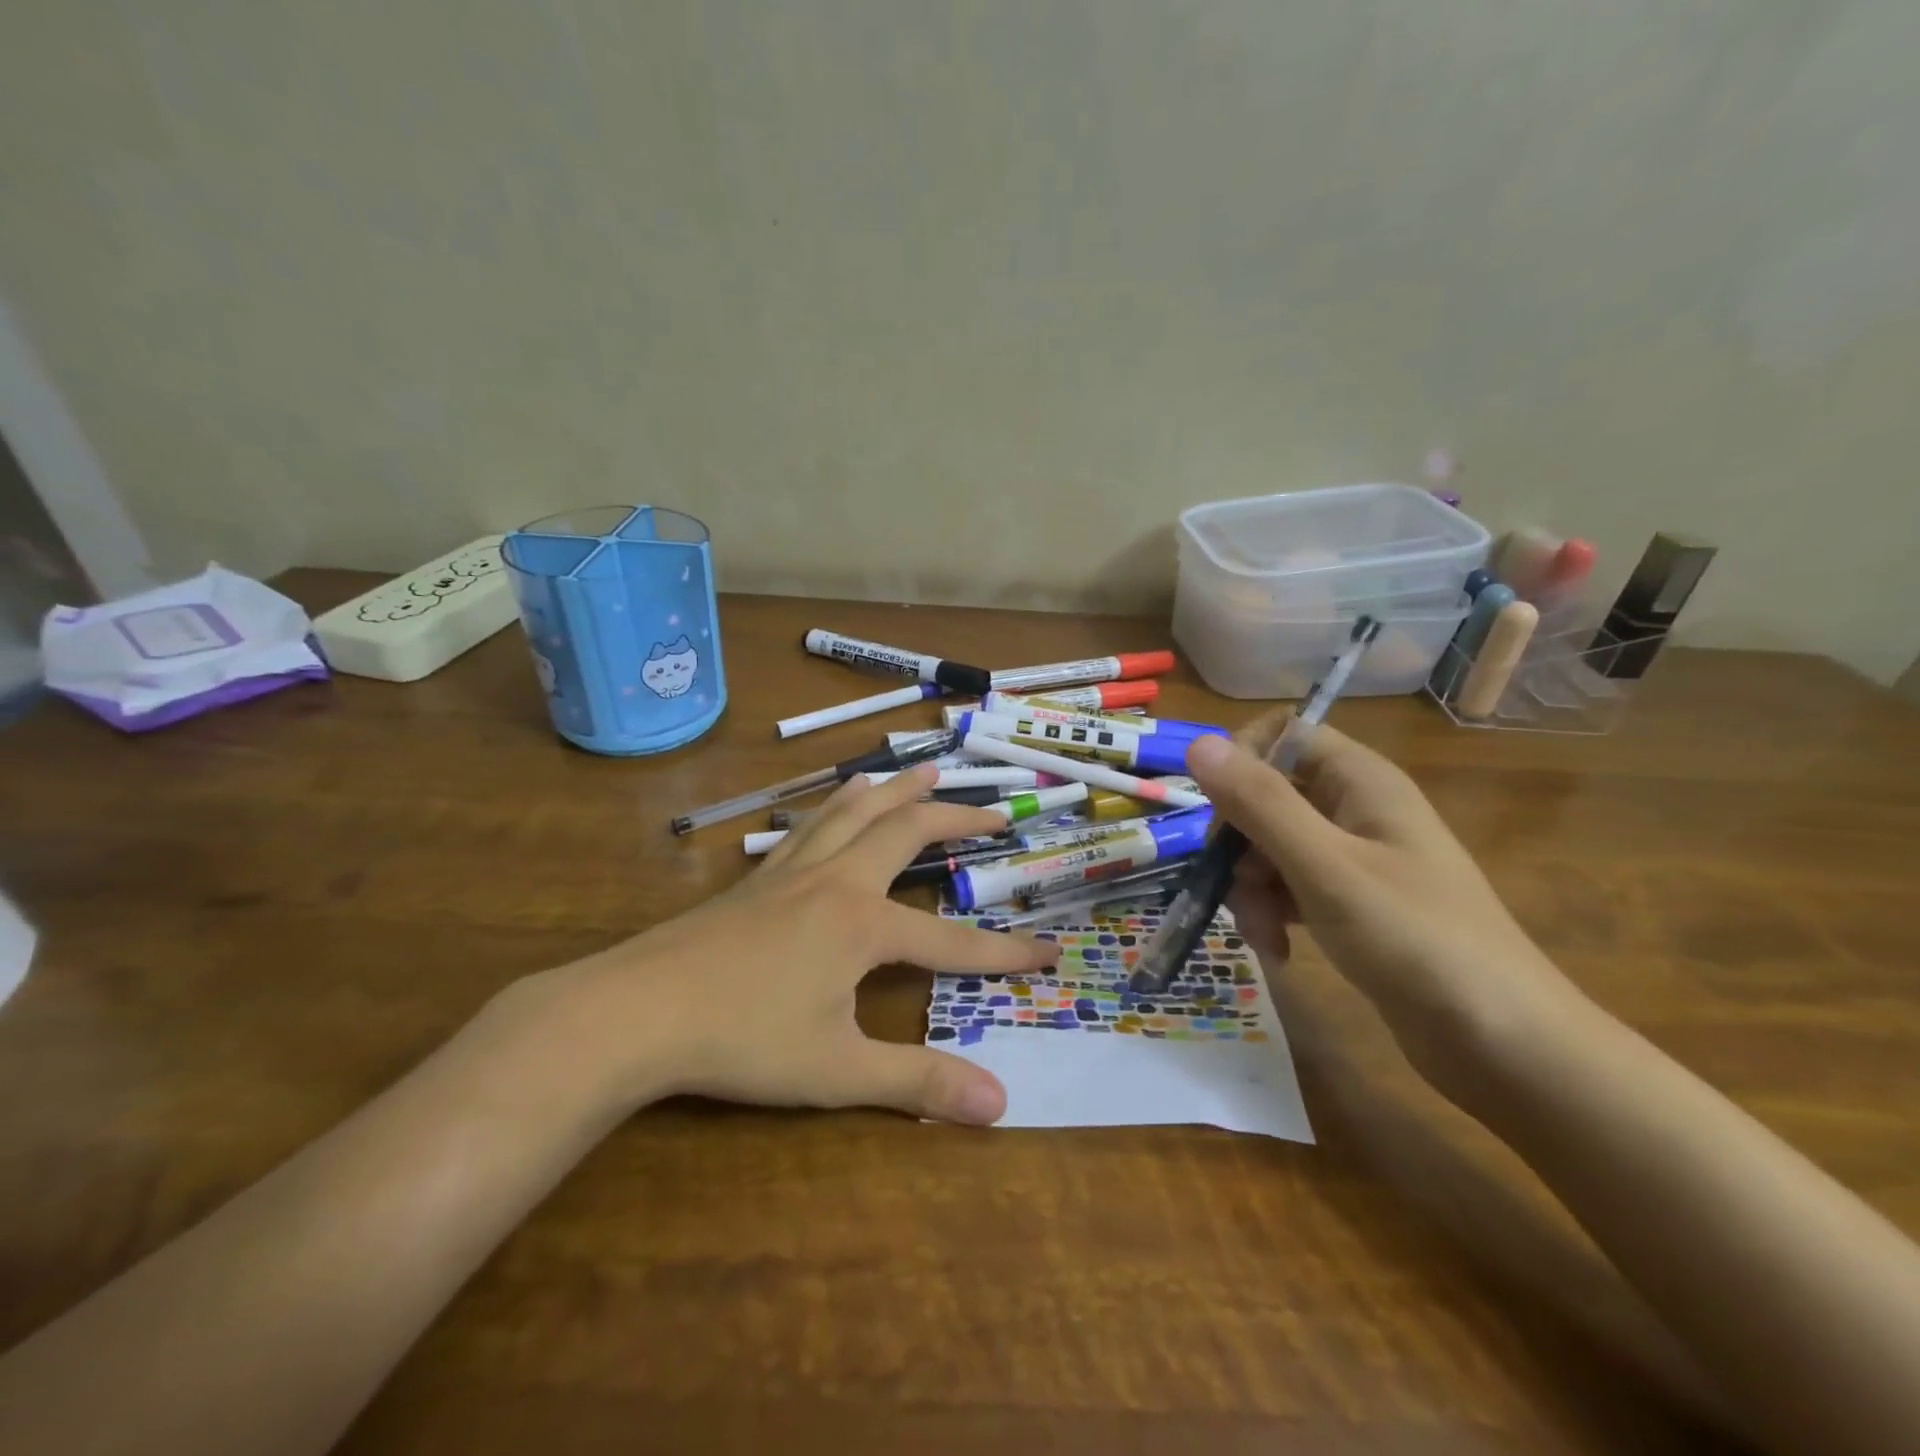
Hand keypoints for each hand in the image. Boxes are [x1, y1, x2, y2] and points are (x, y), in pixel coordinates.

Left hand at [518, 765, 1060, 1124]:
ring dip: (898, 788)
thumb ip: (918, 1083)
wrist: (635, 1011)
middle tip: (995, 813)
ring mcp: (793, 870)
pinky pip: (812, 822)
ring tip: (927, 768)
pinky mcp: (759, 877)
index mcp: (863, 924)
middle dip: (956, 820)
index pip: (953, 943)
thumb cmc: (741, 1040)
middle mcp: (836, 880)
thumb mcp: (837, 1071)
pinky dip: (841, 802)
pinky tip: (841, 800)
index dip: (1005, 953)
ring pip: (856, 810)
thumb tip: (999, 1106)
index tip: (1050, 952)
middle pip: (907, 831)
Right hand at [1183, 721, 1587, 1108]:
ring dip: (1251, 885)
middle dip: (1239, 841)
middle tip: (1234, 886)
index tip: (1218, 811)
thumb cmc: (1415, 939)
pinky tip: (1277, 949)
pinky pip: (1291, 886)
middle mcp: (1356, 808)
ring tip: (1262, 933)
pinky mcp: (1352, 902)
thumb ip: (1260, 803)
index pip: (1284, 734)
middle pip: (1269, 795)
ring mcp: (1355, 857)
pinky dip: (1273, 912)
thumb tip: (1198, 743)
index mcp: (1360, 780)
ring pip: (1272, 845)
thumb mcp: (1325, 866)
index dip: (1242, 761)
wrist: (1505, 1045)